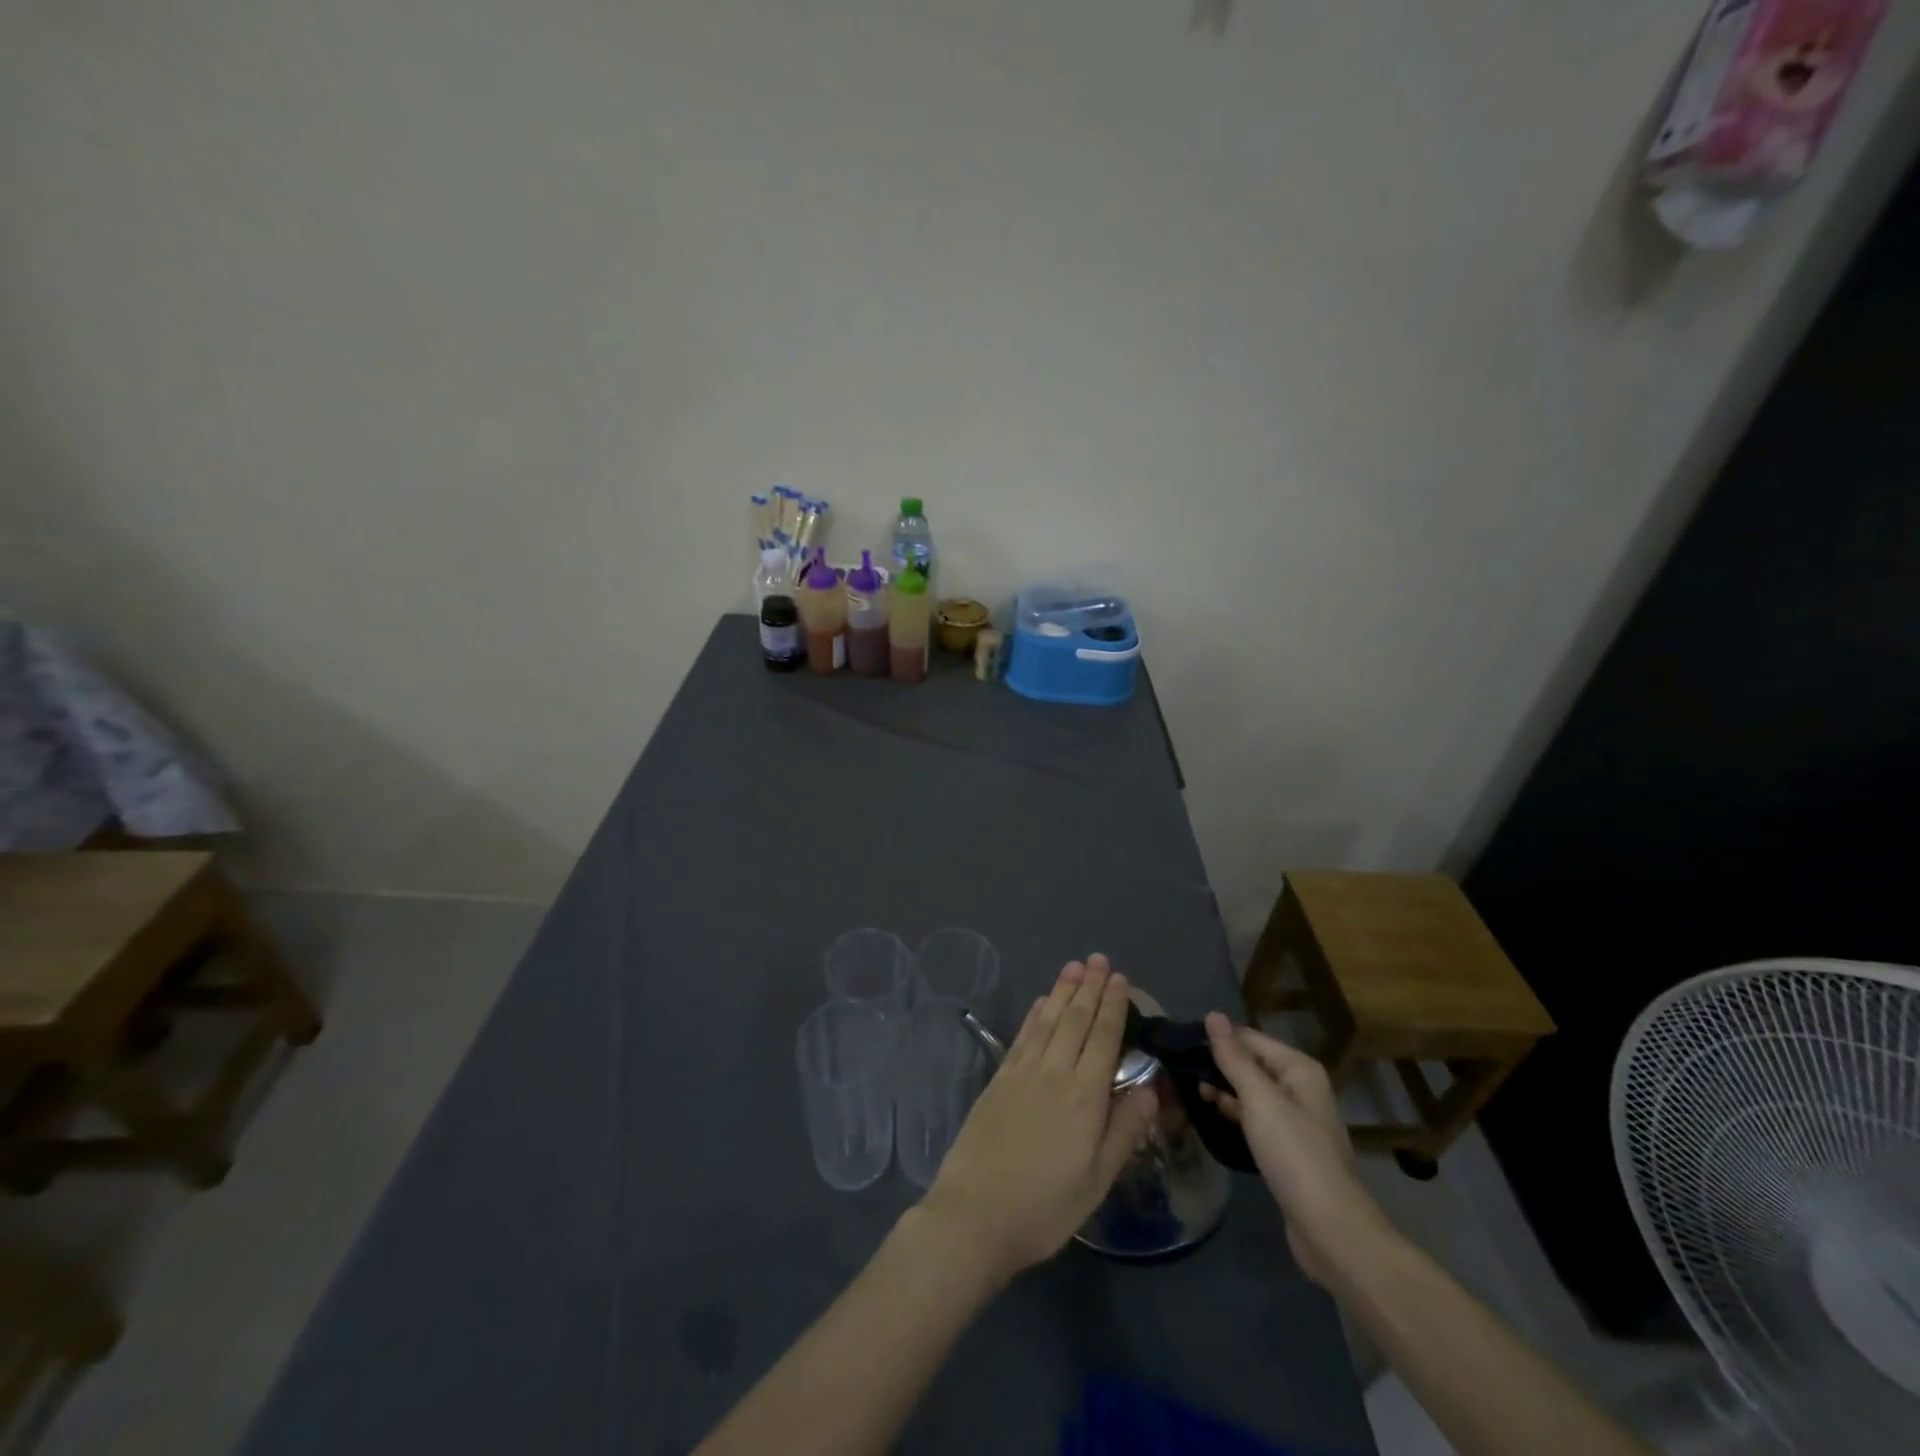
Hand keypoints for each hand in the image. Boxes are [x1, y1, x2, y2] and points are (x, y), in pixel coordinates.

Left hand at [919, 956, 1157, 1283]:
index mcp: (1084, 1097)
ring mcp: (1021, 1073)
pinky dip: (1034, 1014)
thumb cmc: (1044, 1208)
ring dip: (1062, 991)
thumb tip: (1149, 1087)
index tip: (1120, 979)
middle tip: (1099, 959)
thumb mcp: (1097, 1181)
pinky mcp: (998, 1080)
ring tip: (1073, 967)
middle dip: (1090, 988)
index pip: (1103, 1038)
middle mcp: (1053, 1073)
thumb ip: (1124, 1131)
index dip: (1113, 1006)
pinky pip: (1022, 1036)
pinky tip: (1040, 1002)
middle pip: (1075, 1020)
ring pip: (1047, 1020)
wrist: (974, 1215)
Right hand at [1200, 1013, 1392, 1285]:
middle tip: (1178, 1071)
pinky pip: (1255, 1118)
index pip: (1248, 1038)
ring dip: (1223, 1090)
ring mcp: (1295, 1119)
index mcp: (1298, 1069)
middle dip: (1217, 1066)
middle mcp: (1300, 1087)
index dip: (1216, 1041)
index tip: (1179, 1048)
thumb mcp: (1259, 1099)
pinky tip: (1212, 1116)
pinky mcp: (1288, 1148)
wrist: (1331, 1229)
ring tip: (1187, 1092)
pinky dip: (1234, 1113)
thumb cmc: (1294, 1154)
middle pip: (1251, 1063)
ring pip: (1251, 1092)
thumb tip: (1213, 1014)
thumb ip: (1233, 1057)